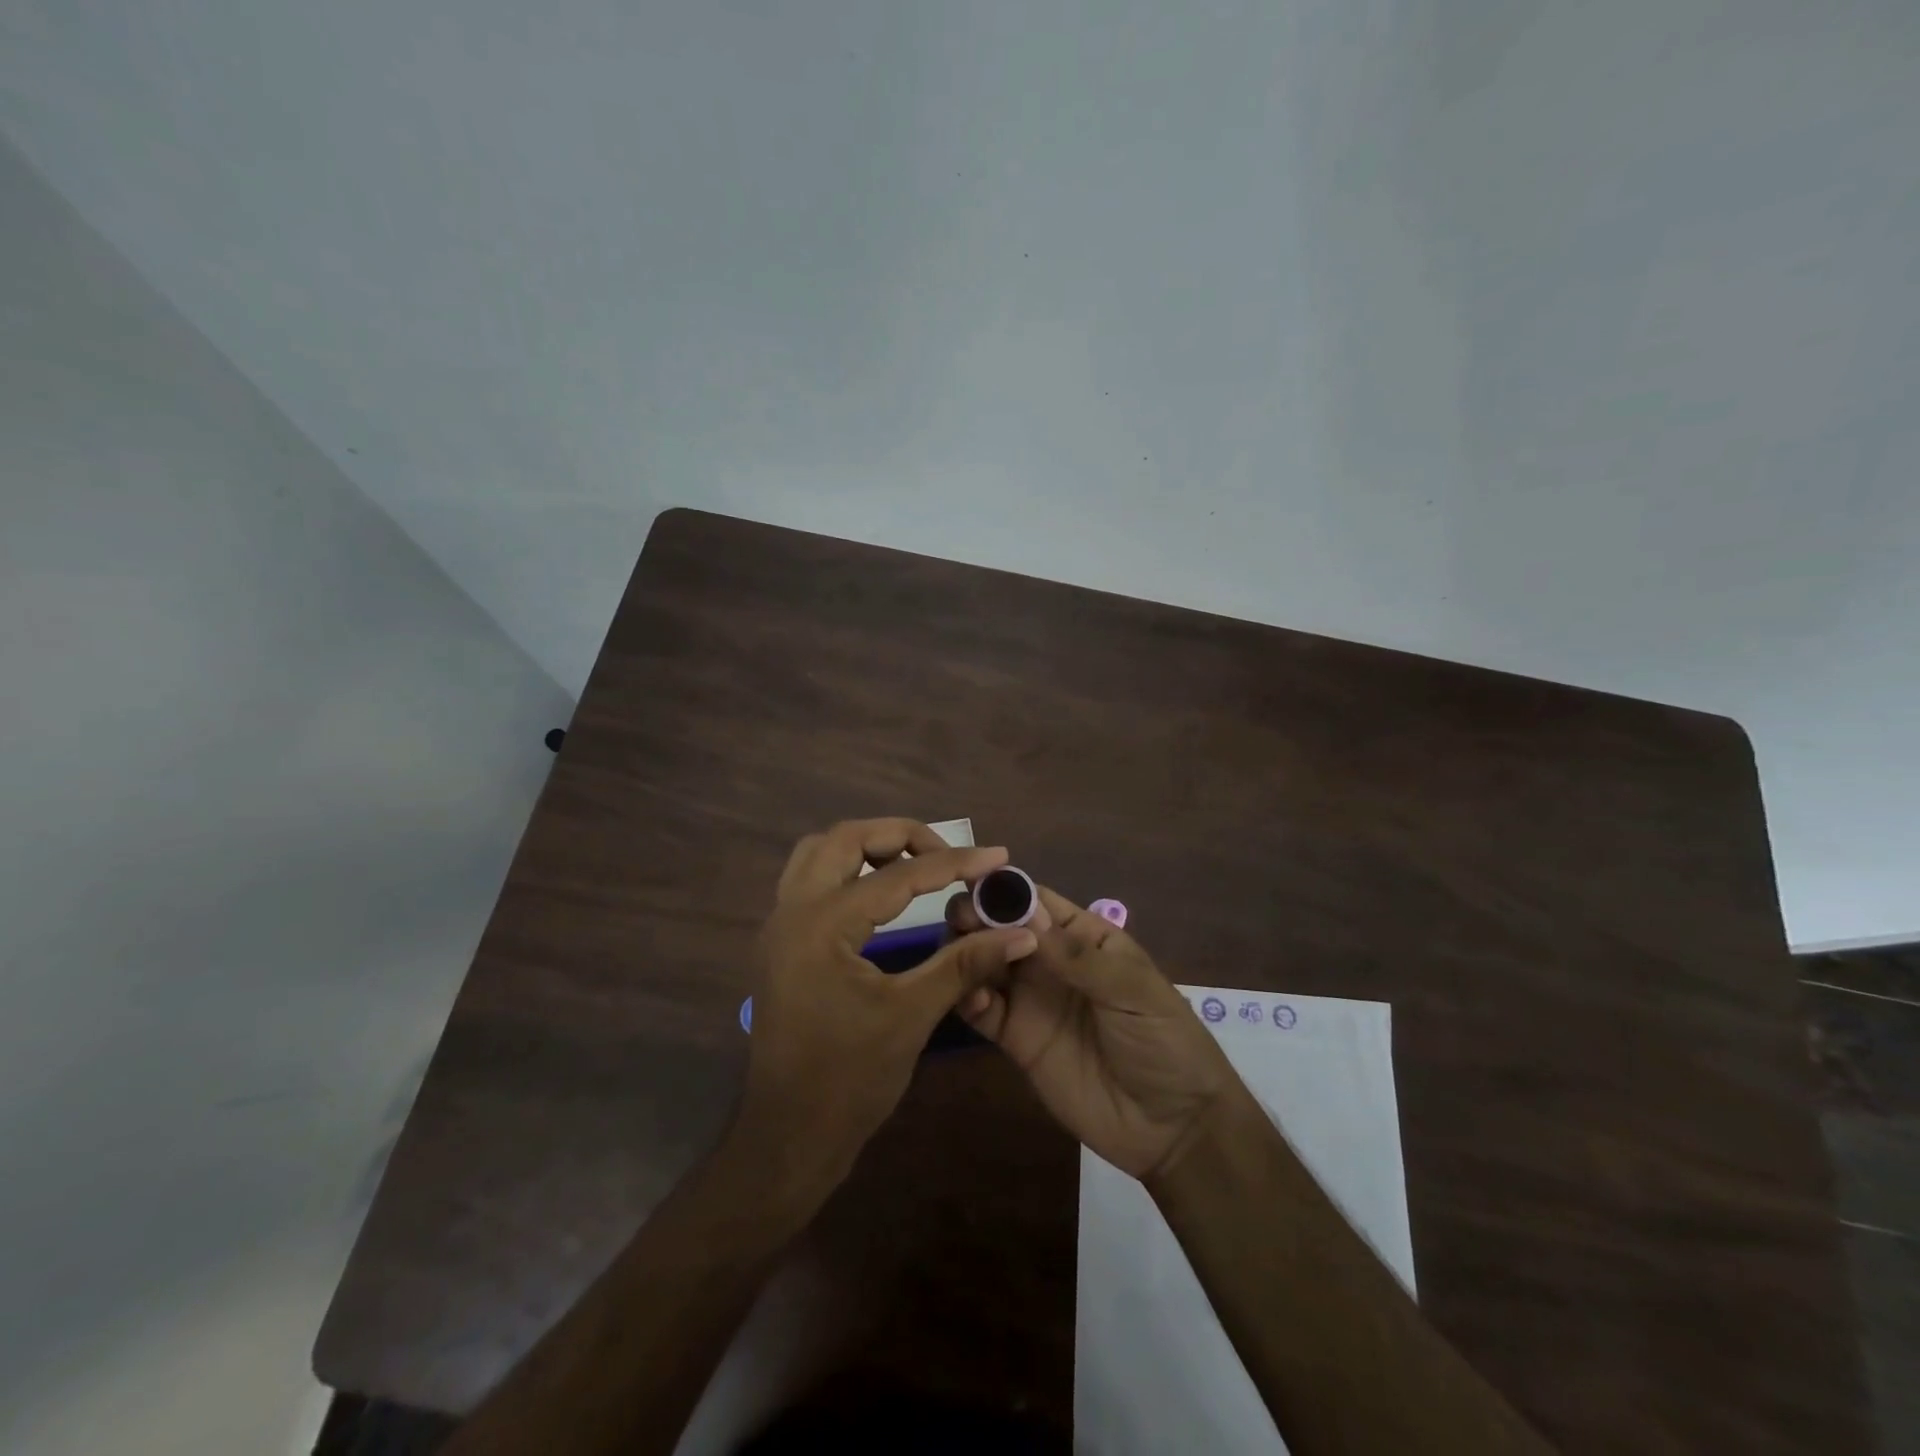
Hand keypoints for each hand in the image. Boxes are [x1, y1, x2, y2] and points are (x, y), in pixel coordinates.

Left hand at [735, 820, 1038, 1195]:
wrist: (788, 1138)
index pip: (897, 876)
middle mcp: (792, 910)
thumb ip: (965, 964)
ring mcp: (779, 925)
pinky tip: (881, 895)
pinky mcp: (781, 944)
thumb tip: (1021, 933)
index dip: (954, 864)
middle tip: (947, 855)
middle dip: (901, 836)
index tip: (997, 857)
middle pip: (845, 838)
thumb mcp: (912, 1015)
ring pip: (820, 853)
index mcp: (822, 924)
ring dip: (868, 847)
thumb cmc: (849, 1080)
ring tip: (915, 865)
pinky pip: (811, 880)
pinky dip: (848, 871)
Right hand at [949, 884, 1239, 1181]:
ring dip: (966, 952)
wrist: (1173, 1126)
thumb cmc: (1165, 1041)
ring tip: (951, 953)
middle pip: (1001, 928)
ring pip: (985, 963)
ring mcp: (1030, 999)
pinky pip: (983, 1010)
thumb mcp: (1132, 990)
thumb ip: (1078, 957)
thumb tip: (1024, 915)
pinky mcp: (1016, 1039)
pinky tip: (962, 994)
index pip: (1035, 901)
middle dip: (977, 917)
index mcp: (1082, 936)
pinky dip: (966, 996)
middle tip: (957, 920)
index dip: (1004, 890)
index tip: (970, 882)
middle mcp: (1049, 960)